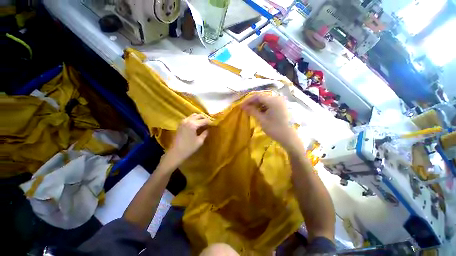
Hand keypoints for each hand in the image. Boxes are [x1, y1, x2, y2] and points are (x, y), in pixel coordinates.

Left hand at [166, 113, 210, 165]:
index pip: (204, 120)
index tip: (214, 124)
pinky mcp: (180, 124)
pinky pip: (189, 118)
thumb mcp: (199, 141)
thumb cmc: (189, 148)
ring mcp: (183, 121)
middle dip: (205, 118)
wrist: (175, 152)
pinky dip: (194, 119)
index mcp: (193, 124)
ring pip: (193, 115)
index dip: (210, 122)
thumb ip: (205, 134)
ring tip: (203, 122)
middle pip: (199, 115)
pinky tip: (196, 124)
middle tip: (209, 122)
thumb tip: (208, 129)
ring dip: (199, 117)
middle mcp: (188, 120)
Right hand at [242, 92, 296, 149]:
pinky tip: (259, 113)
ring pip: (266, 101)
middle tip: (245, 109)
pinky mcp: (281, 106)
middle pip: (262, 98)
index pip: (258, 96)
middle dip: (253, 103)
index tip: (241, 106)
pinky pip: (270, 104)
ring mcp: (280, 102)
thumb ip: (252, 111)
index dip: (248, 101)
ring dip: (257, 105)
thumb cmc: (274, 129)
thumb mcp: (262, 120)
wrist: (288, 137)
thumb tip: (243, 107)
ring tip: (251, 111)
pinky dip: (263, 107)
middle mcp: (278, 98)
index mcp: (273, 100)